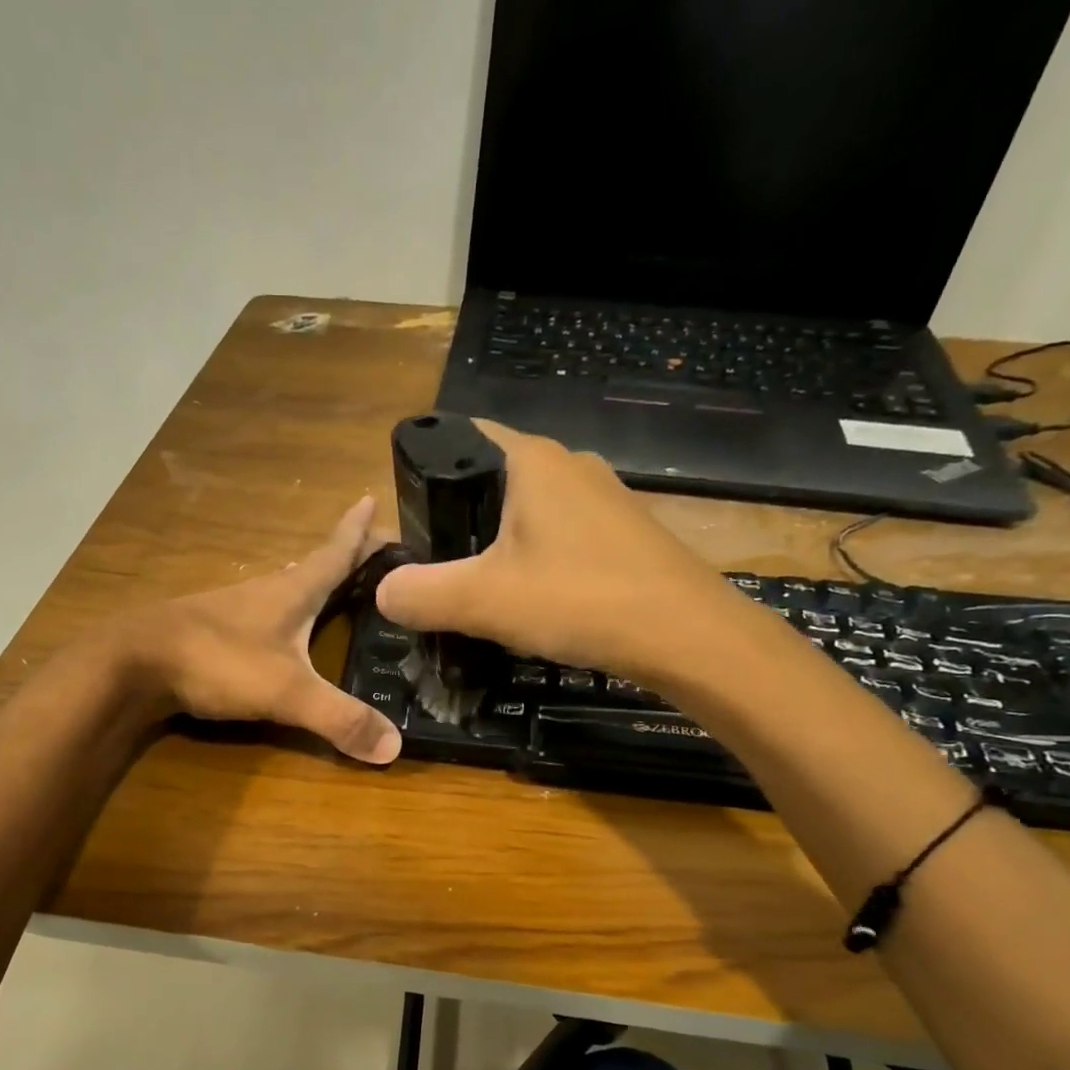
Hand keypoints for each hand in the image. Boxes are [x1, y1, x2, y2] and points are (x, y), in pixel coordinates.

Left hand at [120, 496, 403, 764]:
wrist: (133, 663)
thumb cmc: (217, 661)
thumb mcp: (287, 691)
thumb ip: (340, 718)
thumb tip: (395, 747)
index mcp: (293, 591)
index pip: (336, 551)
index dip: (359, 530)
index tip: (374, 498)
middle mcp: (267, 590)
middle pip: (315, 566)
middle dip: (345, 556)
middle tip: (376, 553)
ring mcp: (236, 608)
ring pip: (288, 588)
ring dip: (315, 583)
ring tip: (339, 589)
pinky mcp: (215, 630)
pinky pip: (265, 612)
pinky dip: (287, 612)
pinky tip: (286, 631)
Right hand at [375, 419, 735, 675]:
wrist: (687, 635)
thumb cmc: (580, 600)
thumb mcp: (483, 601)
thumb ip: (421, 594)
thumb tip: (383, 593)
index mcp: (532, 460)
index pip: (463, 435)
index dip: (428, 467)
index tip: (407, 516)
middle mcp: (570, 465)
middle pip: (493, 477)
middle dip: (459, 516)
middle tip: (434, 564)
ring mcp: (604, 499)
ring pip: (530, 511)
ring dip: (499, 543)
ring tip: (477, 588)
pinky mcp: (625, 534)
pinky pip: (562, 535)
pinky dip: (537, 559)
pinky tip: (532, 600)